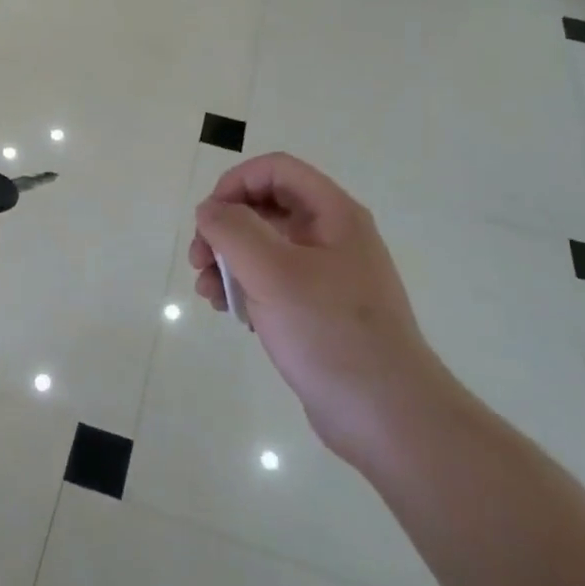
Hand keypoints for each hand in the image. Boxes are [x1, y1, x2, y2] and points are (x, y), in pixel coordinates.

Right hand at [189, 153, 453, 466]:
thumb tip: (210, 210)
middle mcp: (332, 236)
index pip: (275, 170)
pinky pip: (273, 282)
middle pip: (266, 207)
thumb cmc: (329, 332)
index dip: (235, 183)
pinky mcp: (318, 310)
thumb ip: (232, 230)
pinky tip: (230, 313)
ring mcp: (327, 275)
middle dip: (224, 227)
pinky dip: (245, 288)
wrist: (386, 415)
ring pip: (265, 247)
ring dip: (228, 261)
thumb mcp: (271, 272)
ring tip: (208, 293)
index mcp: (333, 214)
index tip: (208, 218)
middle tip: (198, 260)